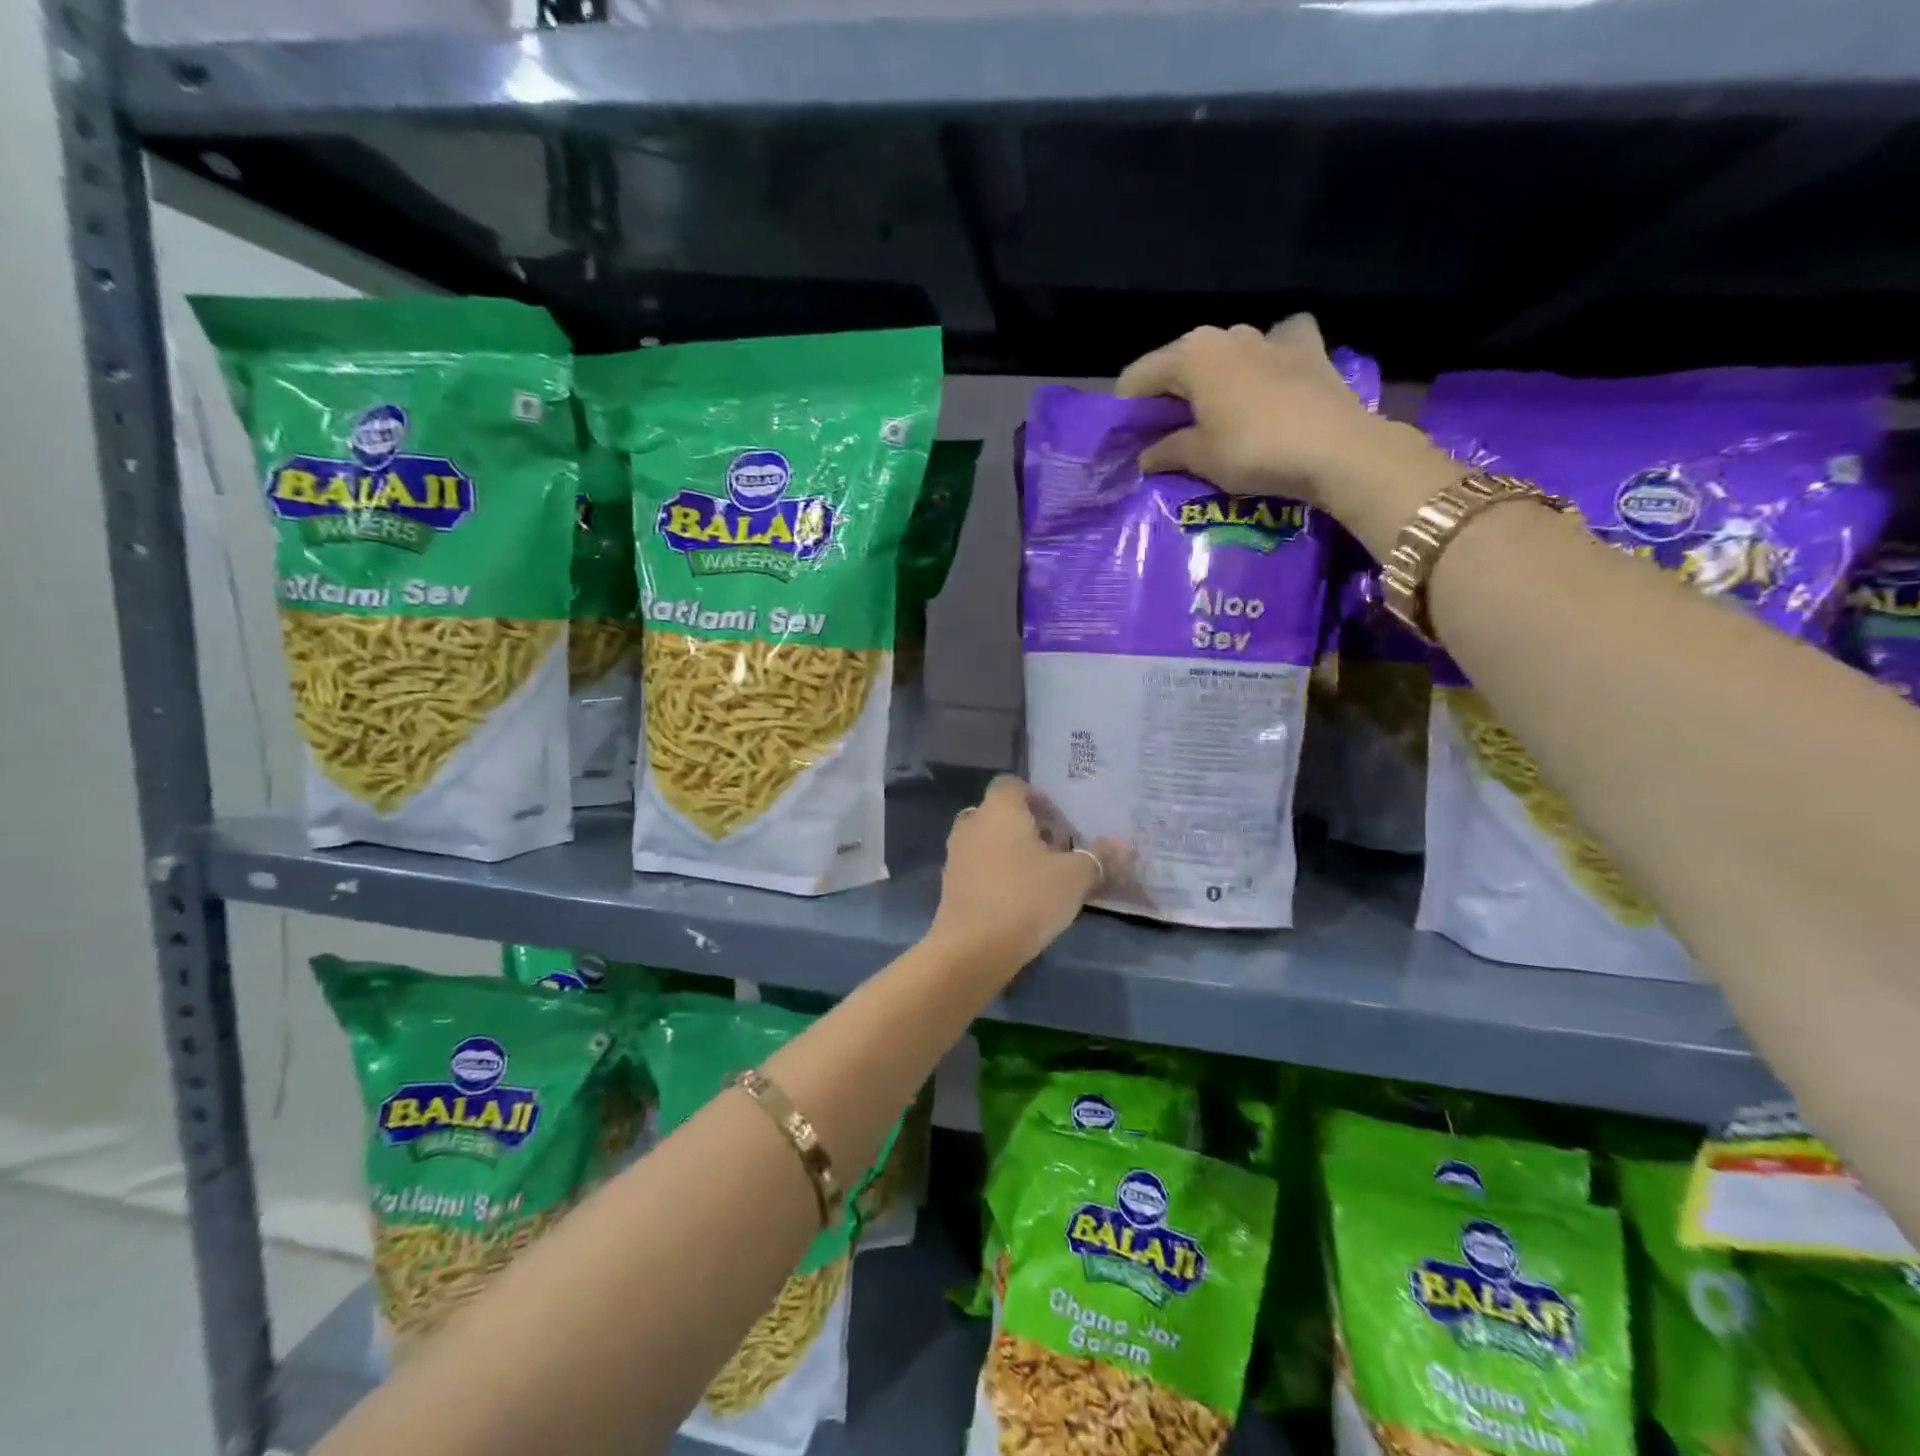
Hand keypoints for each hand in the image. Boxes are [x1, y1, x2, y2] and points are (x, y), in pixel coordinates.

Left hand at [926, 776, 1127, 976]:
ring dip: (1009, 850)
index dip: (1036, 797)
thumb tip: (1125, 844)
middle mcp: (972, 824)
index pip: (1011, 784)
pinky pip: (976, 866)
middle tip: (1054, 848)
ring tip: (1039, 875)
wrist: (972, 949)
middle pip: (998, 812)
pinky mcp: (950, 885)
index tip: (1059, 822)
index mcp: (999, 810)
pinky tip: (1017, 898)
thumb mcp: (1074, 877)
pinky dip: (994, 873)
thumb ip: (1098, 857)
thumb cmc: (1026, 899)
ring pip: (986, 840)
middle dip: (1025, 825)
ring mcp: (956, 855)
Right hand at [1115, 315, 1460, 559]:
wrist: (1335, 449)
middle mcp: (1226, 334)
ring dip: (1212, 381)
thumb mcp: (1199, 457)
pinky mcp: (1306, 347)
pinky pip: (1275, 346)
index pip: (1138, 377)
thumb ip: (1166, 451)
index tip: (1124, 438)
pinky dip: (1265, 360)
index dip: (1126, 409)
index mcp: (1191, 354)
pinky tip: (1267, 380)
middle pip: (1180, 364)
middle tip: (1164, 432)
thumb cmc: (1253, 450)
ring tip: (1214, 414)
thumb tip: (1145, 456)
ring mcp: (1269, 335)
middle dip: (1167, 395)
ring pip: (1225, 355)